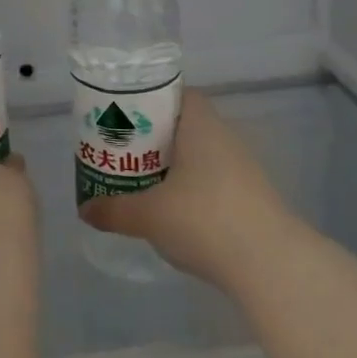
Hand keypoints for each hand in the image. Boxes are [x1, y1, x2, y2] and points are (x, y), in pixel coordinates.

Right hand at [79, 89, 294, 288]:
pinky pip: (213, 179)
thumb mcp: (149, 215)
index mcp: (200, 124)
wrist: (271, 263)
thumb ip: (114, 210)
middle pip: (184, 124)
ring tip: (142, 182)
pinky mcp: (251, 196)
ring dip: (174, 165)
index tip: (124, 117)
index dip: (150, 101)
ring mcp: (242, 167)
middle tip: (124, 152)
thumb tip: (85, 211)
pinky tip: (174, 212)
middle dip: (154, 136)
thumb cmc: (204, 219)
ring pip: (199, 154)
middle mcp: (224, 136)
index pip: (176, 94)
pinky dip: (192, 188)